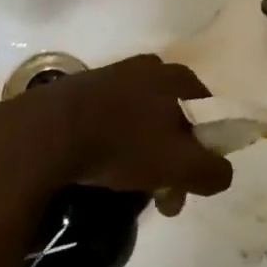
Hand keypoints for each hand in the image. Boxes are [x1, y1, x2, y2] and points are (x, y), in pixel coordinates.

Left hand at [0, 54, 233, 205]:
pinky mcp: (81, 90)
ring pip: (143, 122)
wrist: (45, 133)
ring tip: (130, 190)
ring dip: (145, 157)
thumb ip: (213, 171)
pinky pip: (112, 121)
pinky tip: (102, 170)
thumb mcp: (180, 165)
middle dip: (174, 161)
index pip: (209, 112)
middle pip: (175, 119)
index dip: (207, 150)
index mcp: (176, 77)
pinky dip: (115, 145)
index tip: (191, 183)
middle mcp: (148, 68)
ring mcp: (112, 75)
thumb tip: (222, 173)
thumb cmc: (122, 143)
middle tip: (162, 198)